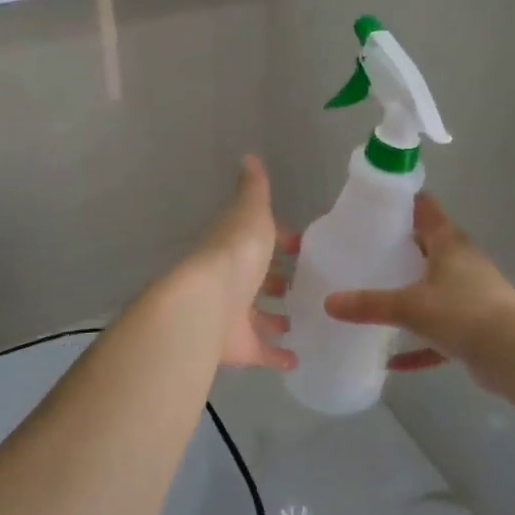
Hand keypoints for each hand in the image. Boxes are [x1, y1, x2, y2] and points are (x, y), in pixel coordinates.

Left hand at [191, 155, 296, 371]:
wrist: (207, 303)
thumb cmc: (235, 253)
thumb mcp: (251, 211)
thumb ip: (254, 189)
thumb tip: (249, 156)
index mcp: (235, 247)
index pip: (259, 241)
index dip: (281, 242)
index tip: (302, 248)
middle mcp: (232, 282)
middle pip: (258, 281)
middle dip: (277, 282)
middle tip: (307, 285)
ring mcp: (234, 316)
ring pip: (259, 318)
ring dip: (278, 319)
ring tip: (306, 318)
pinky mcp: (240, 348)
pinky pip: (262, 353)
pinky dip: (278, 356)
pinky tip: (299, 358)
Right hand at [324, 194, 514, 374]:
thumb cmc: (464, 313)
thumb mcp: (410, 306)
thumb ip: (369, 305)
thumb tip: (328, 303)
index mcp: (448, 244)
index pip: (424, 209)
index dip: (401, 202)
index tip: (373, 205)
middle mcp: (462, 263)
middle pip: (427, 247)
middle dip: (399, 249)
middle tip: (364, 252)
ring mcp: (471, 296)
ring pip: (434, 290)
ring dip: (411, 295)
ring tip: (376, 298)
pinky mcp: (476, 329)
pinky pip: (440, 333)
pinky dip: (420, 345)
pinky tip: (394, 361)